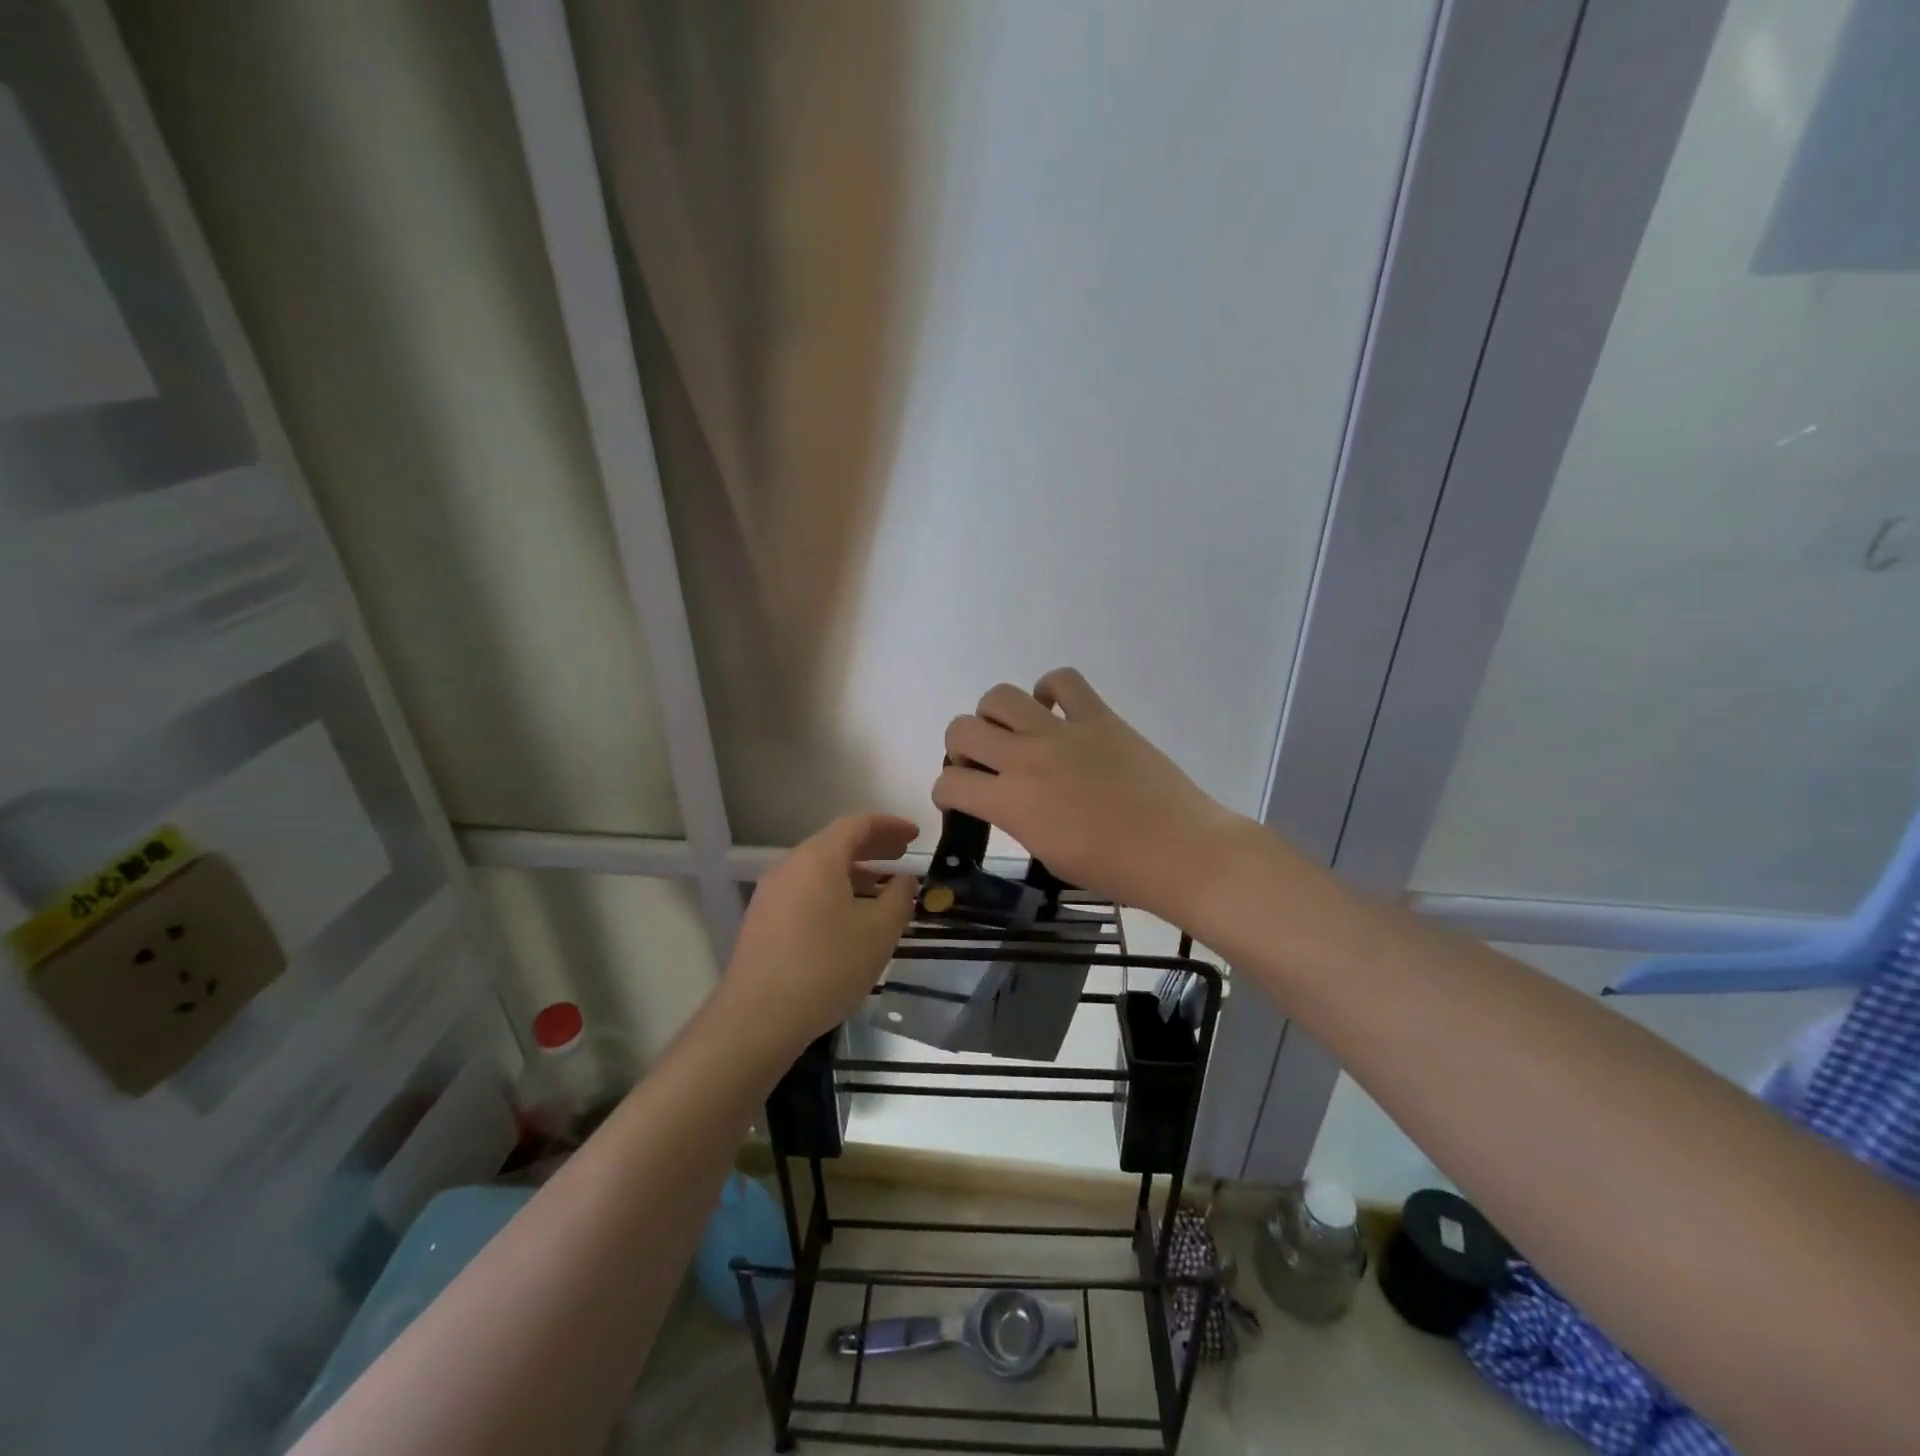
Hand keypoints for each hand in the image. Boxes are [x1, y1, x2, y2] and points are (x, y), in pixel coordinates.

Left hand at [720, 813, 919, 1051]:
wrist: (758, 1017)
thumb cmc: (827, 966)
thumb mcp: (879, 931)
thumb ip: (899, 897)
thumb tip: (904, 880)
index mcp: (817, 858)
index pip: (857, 825)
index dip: (890, 825)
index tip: (915, 835)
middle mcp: (789, 866)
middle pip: (835, 844)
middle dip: (872, 846)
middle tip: (902, 856)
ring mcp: (771, 894)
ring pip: (818, 870)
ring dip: (853, 872)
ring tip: (881, 889)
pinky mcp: (762, 920)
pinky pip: (805, 891)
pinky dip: (833, 891)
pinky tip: (849, 918)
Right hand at [933, 668, 1241, 919]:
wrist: (1179, 851)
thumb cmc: (1115, 870)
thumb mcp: (1049, 855)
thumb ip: (1019, 820)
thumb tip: (1011, 799)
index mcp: (1012, 803)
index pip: (951, 783)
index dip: (946, 792)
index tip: (959, 798)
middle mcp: (1027, 758)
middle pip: (962, 730)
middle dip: (960, 748)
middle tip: (983, 765)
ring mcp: (1063, 732)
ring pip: (1000, 696)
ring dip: (994, 715)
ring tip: (1015, 734)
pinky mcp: (1099, 716)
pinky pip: (1062, 680)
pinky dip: (1049, 690)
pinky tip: (1055, 712)